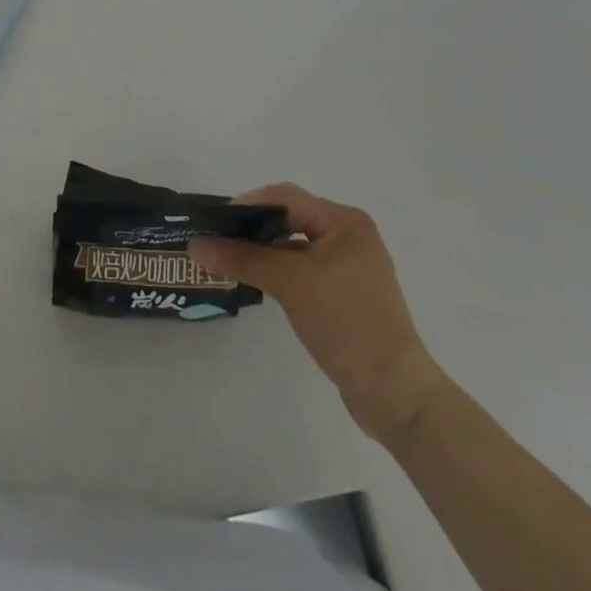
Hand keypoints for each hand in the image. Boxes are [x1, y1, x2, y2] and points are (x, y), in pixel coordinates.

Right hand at [190, 183, 445, 433]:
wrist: (395, 393)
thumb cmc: (346, 323)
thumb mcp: (290, 284)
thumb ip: (242, 259)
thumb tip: (196, 245)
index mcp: (344, 221)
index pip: (286, 197)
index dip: (248, 204)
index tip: (215, 221)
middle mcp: (350, 235)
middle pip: (291, 218)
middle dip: (253, 228)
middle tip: (218, 241)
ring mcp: (350, 266)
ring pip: (296, 245)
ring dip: (264, 251)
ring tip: (230, 261)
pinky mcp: (347, 294)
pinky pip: (305, 269)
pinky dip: (280, 271)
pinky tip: (257, 283)